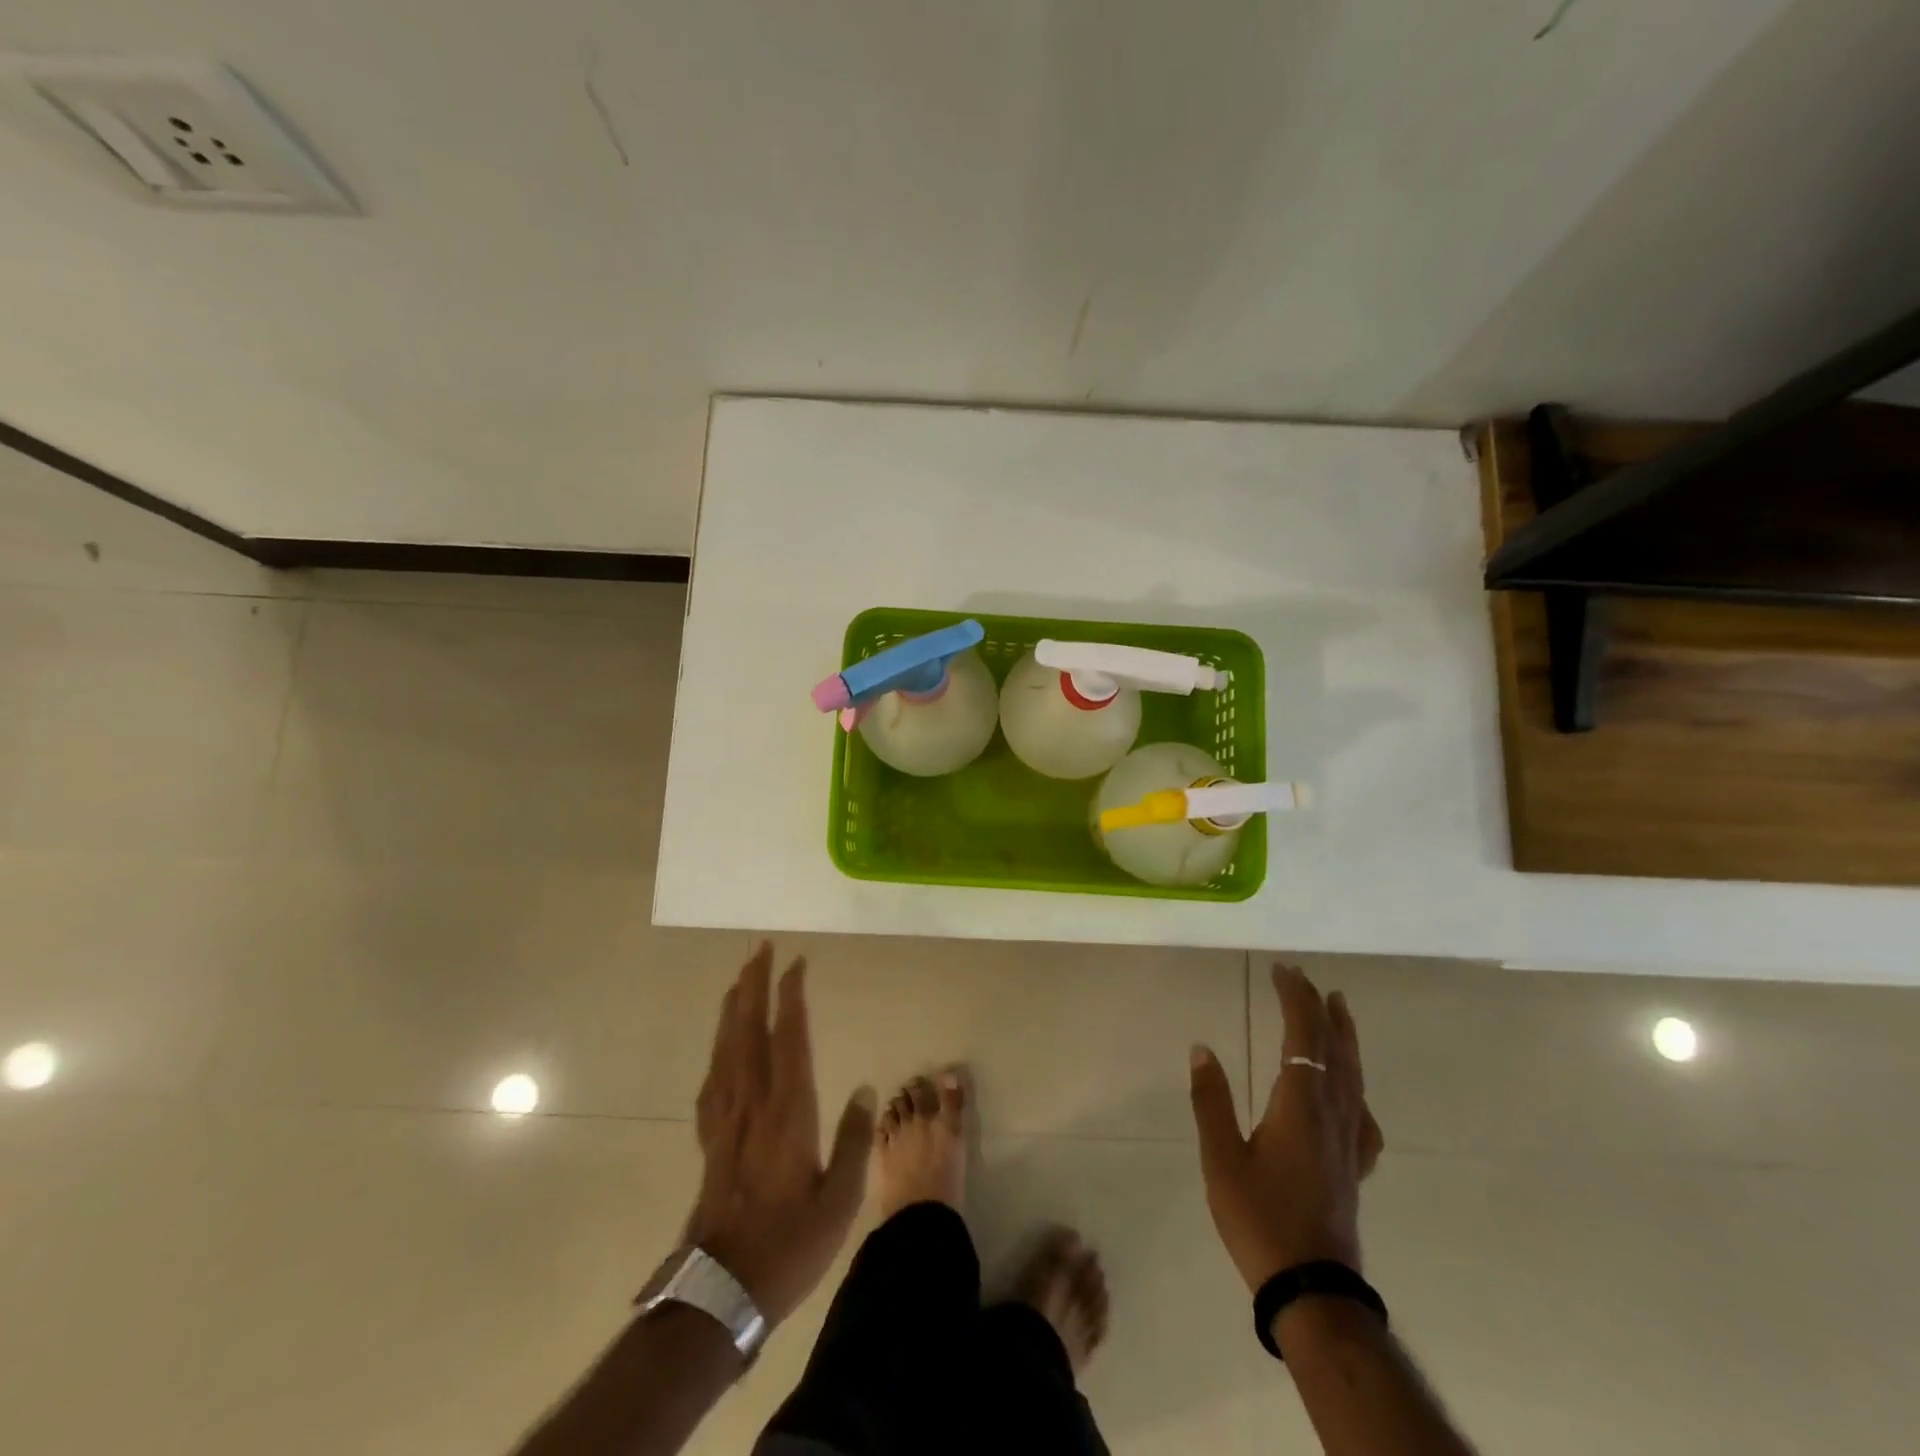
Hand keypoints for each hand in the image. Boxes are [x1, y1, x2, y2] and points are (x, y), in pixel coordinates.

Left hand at [683, 942, 875, 1326]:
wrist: (720, 1292)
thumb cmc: (788, 1246)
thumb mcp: (838, 1201)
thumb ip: (854, 1141)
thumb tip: (864, 1088)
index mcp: (788, 1113)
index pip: (789, 1039)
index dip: (791, 998)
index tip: (795, 963)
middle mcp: (752, 1105)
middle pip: (748, 1032)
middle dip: (753, 986)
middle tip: (759, 950)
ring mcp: (726, 1121)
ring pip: (725, 1049)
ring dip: (732, 1008)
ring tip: (738, 979)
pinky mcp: (710, 1140)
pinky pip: (712, 1079)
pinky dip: (717, 1049)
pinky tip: (721, 1045)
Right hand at [1189, 963, 1384, 1290]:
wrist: (1312, 1288)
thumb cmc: (1259, 1218)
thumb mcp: (1221, 1158)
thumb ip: (1211, 1100)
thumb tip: (1202, 1048)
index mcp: (1299, 1104)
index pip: (1303, 1036)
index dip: (1295, 999)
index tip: (1282, 970)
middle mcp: (1332, 1113)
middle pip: (1333, 1048)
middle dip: (1319, 1008)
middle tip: (1305, 978)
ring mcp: (1350, 1141)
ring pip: (1354, 1075)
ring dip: (1345, 1036)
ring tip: (1340, 1009)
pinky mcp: (1355, 1166)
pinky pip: (1363, 1113)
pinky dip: (1358, 1087)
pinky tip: (1353, 1093)